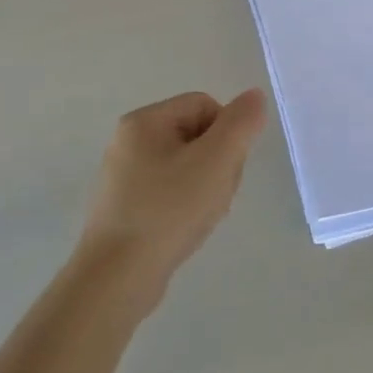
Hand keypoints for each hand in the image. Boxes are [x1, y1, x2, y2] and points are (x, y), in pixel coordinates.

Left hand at [72, 90, 267, 313]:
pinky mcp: (125, 206)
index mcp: (144, 121)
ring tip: (202, 215)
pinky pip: (170, 191)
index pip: (206, 105)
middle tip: (216, 193)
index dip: (228, 134)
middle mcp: (129, 141)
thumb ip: (241, 123)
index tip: (226, 168)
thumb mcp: (216, 161)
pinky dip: (186, 205)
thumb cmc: (169, 210)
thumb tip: (255, 96)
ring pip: (188, 166)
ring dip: (207, 186)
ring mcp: (124, 175)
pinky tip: (187, 228)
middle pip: (198, 135)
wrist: (118, 277)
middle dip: (219, 162)